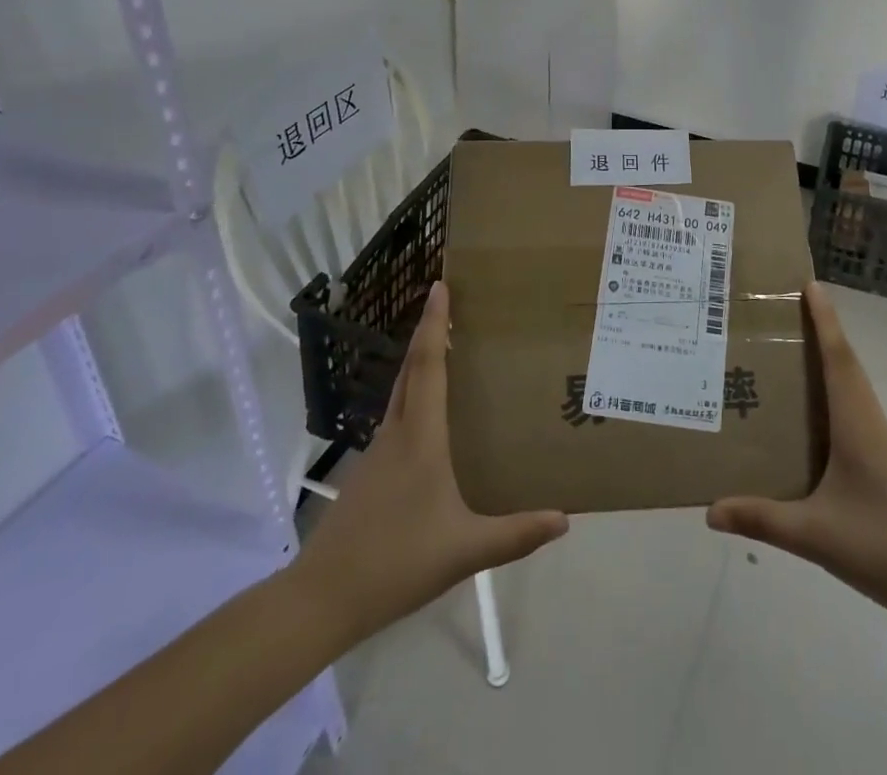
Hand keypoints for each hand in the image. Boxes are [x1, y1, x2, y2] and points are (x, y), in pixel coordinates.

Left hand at [287, 282, 568, 645]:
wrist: (321, 600)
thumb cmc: (396, 563)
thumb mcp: (465, 550)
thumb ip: (516, 534)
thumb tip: (566, 519)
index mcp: (420, 437)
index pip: (429, 365)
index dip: (435, 323)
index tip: (440, 286)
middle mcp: (396, 432)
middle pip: (411, 369)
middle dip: (428, 332)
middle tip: (450, 304)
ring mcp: (377, 452)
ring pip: (401, 392)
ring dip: (420, 363)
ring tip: (449, 352)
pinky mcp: (369, 473)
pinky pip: (396, 417)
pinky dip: (414, 396)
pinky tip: (430, 419)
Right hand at [707, 281, 886, 620]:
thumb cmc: (881, 546)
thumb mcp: (813, 535)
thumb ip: (762, 519)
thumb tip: (709, 510)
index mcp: (856, 424)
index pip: (838, 358)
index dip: (824, 319)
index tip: (810, 284)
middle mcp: (870, 420)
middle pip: (846, 362)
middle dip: (822, 329)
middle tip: (788, 307)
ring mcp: (880, 440)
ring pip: (853, 383)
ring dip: (829, 357)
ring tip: (792, 348)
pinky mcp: (884, 458)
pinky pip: (855, 405)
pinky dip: (835, 387)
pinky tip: (813, 409)